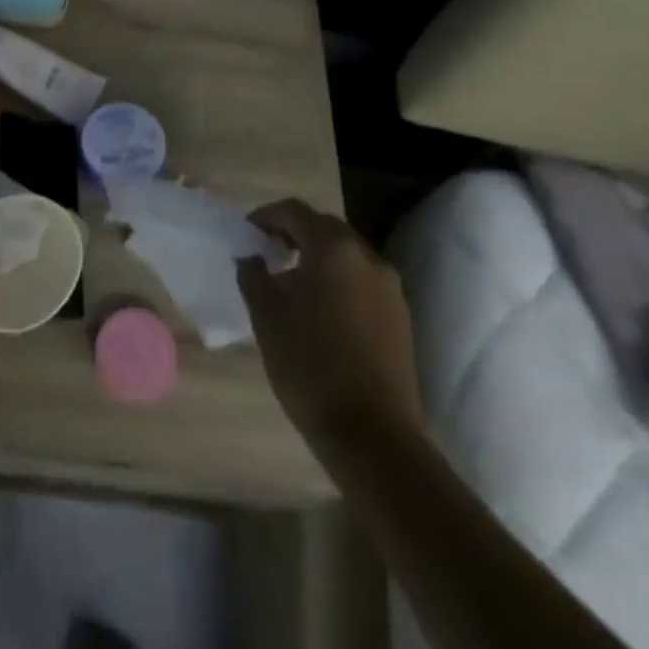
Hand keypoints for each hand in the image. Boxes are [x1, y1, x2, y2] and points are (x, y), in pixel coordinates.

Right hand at [238, 200, 422, 462]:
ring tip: (291, 285)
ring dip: (317, 258)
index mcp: (333, 248)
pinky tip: (321, 311)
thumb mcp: (266, 317)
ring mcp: (389, 287)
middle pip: (324, 228)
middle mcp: (366, 257)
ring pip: (346, 255)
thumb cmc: (310, 367)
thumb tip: (253, 257)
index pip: (294, 211)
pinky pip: (362, 280)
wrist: (374, 437)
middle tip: (266, 255)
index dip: (266, 217)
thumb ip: (254, 274)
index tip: (247, 235)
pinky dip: (338, 281)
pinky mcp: (401, 316)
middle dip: (293, 234)